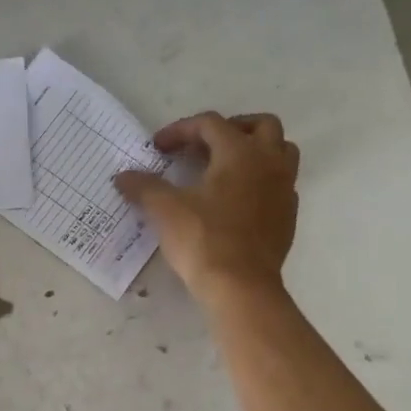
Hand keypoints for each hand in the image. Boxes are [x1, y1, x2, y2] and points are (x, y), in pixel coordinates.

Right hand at [115, 112, 299, 306]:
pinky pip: (281, 183)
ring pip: (280, 151)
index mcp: (240, 153)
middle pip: (260, 125)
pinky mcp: (288, 215)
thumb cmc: (203, 240)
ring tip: (226, 167)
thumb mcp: (165, 210)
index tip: (158, 148)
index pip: (210, 124)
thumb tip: (122, 177)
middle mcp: (269, 163)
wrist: (241, 286)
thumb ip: (143, 187)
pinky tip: (238, 199)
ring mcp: (284, 189)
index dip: (181, 130)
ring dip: (254, 150)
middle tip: (203, 146)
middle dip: (230, 128)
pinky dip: (261, 180)